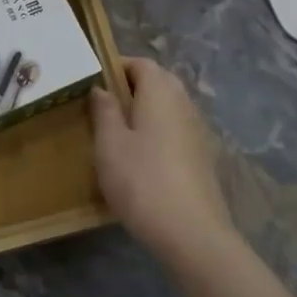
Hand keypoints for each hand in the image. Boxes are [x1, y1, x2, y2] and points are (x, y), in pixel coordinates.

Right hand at [89, 56, 235, 268]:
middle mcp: (184, 103)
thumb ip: (104, 110)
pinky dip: (158, 133)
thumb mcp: (109, 144)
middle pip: (158, 82)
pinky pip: (176, 130)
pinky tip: (142, 158)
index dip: (117, 66)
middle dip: (131, 88)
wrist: (192, 233)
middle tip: (102, 106)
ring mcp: (197, 130)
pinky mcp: (203, 156)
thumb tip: (101, 88)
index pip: (141, 63)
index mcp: (160, 91)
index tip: (93, 81)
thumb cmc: (142, 180)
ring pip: (168, 107)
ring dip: (145, 111)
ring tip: (118, 133)